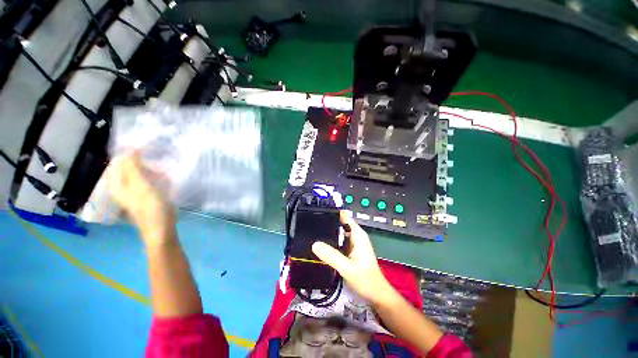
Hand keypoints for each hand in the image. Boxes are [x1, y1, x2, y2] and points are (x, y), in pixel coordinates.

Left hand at [107, 152, 176, 247]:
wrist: (161, 228)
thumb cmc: (151, 208)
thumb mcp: (142, 186)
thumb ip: (134, 168)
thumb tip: (130, 149)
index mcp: (117, 184)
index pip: (119, 162)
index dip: (130, 153)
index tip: (147, 147)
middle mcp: (122, 186)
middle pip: (128, 167)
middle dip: (142, 160)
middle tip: (157, 156)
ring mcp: (134, 192)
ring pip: (139, 173)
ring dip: (150, 168)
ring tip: (162, 168)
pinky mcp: (145, 195)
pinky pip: (147, 180)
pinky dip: (155, 176)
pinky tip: (164, 177)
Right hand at [312, 211, 392, 304]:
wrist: (376, 295)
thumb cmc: (366, 280)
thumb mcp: (347, 268)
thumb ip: (331, 256)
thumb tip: (314, 244)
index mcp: (358, 235)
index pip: (344, 217)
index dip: (333, 214)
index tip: (318, 214)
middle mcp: (355, 236)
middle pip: (340, 224)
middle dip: (327, 224)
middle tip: (311, 225)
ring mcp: (353, 244)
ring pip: (338, 234)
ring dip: (328, 234)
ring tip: (312, 234)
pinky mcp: (350, 251)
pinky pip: (338, 243)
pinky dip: (331, 243)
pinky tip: (320, 246)